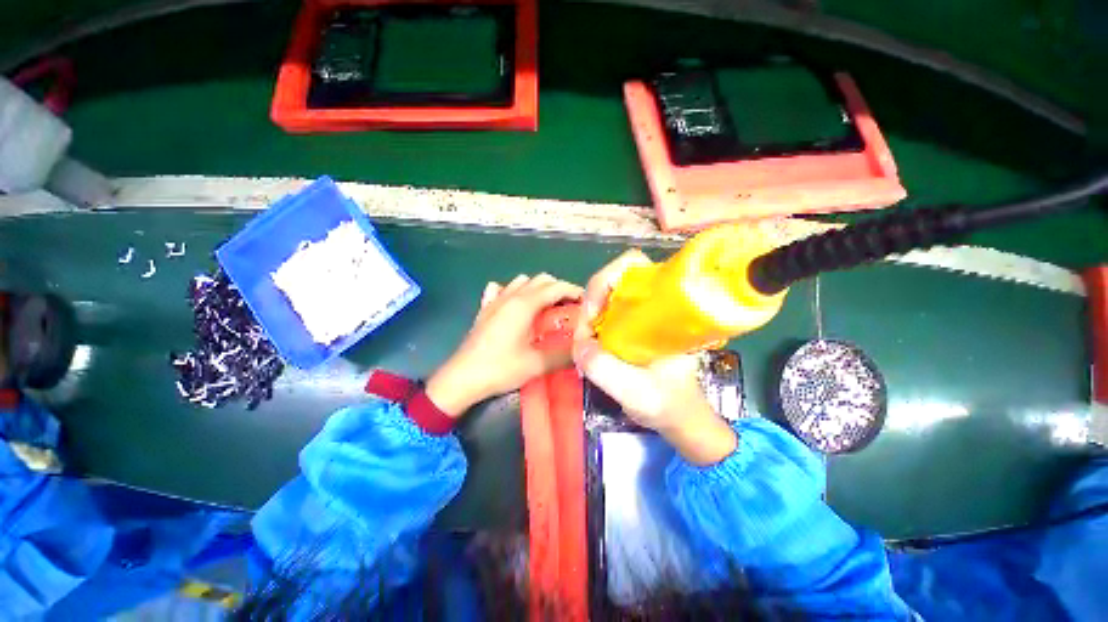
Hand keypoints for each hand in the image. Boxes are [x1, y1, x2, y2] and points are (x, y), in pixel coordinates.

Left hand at [426, 274, 583, 416]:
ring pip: (522, 281)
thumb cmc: (500, 369)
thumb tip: (581, 349)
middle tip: (569, 307)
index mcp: (524, 305)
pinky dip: (513, 292)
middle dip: (559, 288)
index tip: (586, 302)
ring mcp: (495, 301)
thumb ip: (562, 355)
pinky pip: (501, 290)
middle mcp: (510, 296)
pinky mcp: (485, 309)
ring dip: (538, 288)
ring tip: (546, 306)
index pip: (556, 287)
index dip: (574, 291)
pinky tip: (515, 305)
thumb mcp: (536, 364)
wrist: (462, 377)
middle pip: (541, 279)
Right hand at [572, 250, 736, 465]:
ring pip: (603, 298)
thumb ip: (606, 370)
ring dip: (587, 317)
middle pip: (611, 280)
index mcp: (665, 306)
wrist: (678, 417)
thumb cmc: (670, 404)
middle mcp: (651, 302)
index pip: (632, 265)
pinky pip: (601, 315)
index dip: (605, 280)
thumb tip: (578, 344)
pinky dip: (589, 327)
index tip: (594, 314)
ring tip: (584, 346)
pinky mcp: (629, 326)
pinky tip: (587, 348)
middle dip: (590, 302)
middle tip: (583, 334)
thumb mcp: (638, 392)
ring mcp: (638, 313)